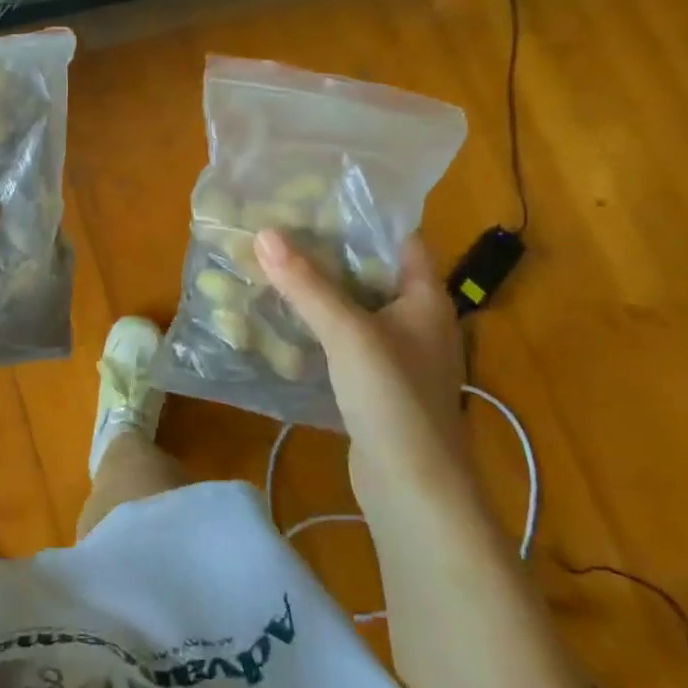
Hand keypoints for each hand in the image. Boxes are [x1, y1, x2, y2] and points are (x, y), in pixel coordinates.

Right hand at [254, 231, 470, 486]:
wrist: (413, 488)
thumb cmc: (393, 398)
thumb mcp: (348, 333)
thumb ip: (306, 284)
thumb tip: (264, 232)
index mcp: (424, 299)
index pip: (398, 239)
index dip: (361, 216)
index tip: (313, 199)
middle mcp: (415, 321)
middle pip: (369, 272)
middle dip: (326, 252)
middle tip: (278, 229)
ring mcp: (396, 355)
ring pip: (353, 308)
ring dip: (317, 291)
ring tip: (271, 265)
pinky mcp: (374, 384)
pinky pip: (342, 341)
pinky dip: (316, 327)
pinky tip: (280, 319)